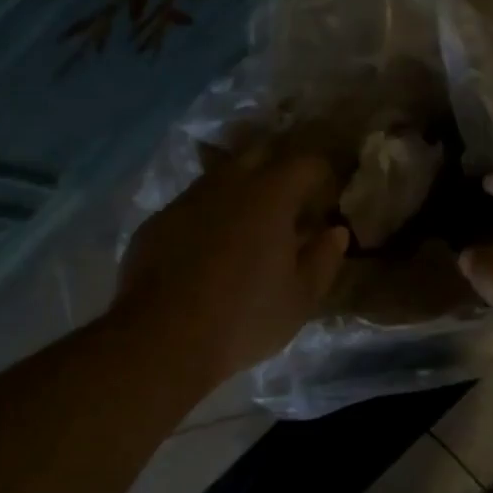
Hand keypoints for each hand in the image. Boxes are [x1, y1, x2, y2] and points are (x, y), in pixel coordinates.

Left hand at [112, 148, 350, 386]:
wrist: (161, 339)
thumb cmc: (244, 318)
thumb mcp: (300, 298)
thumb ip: (324, 259)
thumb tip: (335, 232)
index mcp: (270, 196)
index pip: (306, 163)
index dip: (323, 173)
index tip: (329, 194)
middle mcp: (227, 184)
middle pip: (259, 153)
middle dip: (280, 166)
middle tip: (292, 197)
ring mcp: (187, 199)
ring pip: (221, 175)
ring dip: (241, 187)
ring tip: (250, 220)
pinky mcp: (157, 221)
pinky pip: (192, 204)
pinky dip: (208, 213)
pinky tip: (209, 245)